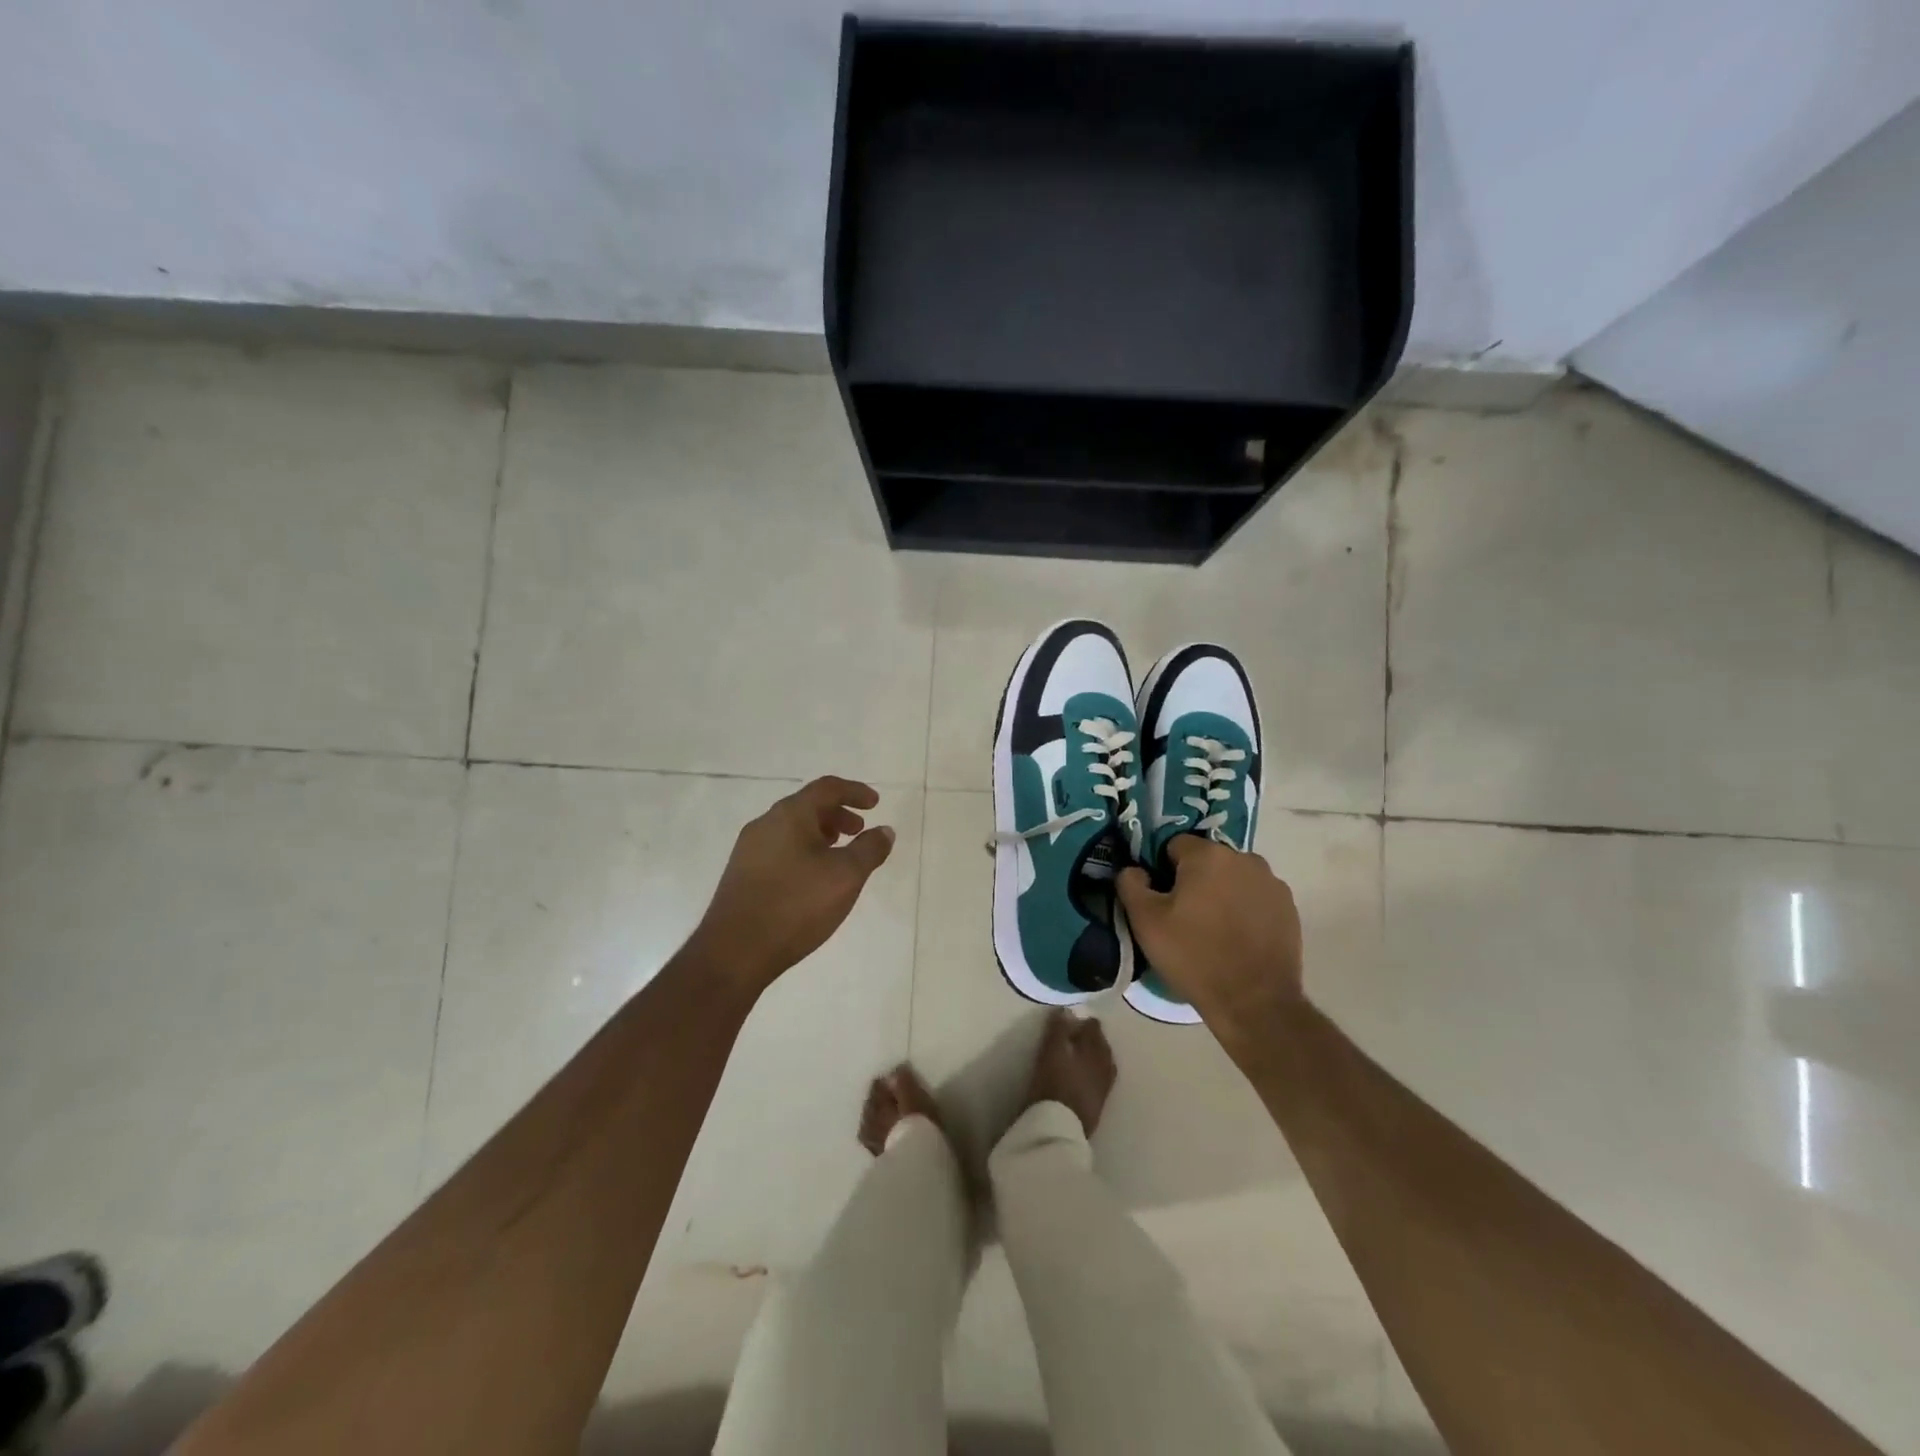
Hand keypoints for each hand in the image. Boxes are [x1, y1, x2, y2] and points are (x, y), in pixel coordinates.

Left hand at [690, 776, 895, 993]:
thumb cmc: (796, 905)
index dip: (854, 791)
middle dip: (837, 814)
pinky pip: (780, 849)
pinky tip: (813, 879)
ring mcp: (749, 850)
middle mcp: (765, 824)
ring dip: (820, 834)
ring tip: (839, 855)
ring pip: (792, 829)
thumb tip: (883, 830)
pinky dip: (803, 851)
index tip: (875, 804)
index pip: (827, 788)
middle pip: (807, 806)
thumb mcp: (845, 876)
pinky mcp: (742, 875)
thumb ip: (869, 850)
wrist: (735, 952)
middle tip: (859, 831)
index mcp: (790, 815)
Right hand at [1025, 1010, 1116, 1136]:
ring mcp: (1104, 1087)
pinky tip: (1085, 1077)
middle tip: (1076, 1037)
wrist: (1060, 1127)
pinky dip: (1094, 1074)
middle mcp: (1104, 1066)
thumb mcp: (1051, 1052)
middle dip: (1092, 1039)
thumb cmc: (1053, 1083)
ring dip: (1095, 1057)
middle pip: (1102, 1046)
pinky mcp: (1099, 1105)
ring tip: (1081, 1056)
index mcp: (1094, 1049)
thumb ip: (1059, 1029)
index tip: (1073, 1021)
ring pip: (1104, 1064)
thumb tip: (1068, 1010)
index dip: (1084, 1022)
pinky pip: (1101, 1081)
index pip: (1094, 1028)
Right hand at [1116, 836, 1303, 1035]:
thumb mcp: (1145, 921)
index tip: (1161, 899)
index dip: (1162, 870)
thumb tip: (1134, 869)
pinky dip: (1245, 909)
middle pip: (1207, 860)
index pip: (1174, 845)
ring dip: (1221, 893)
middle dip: (1194, 880)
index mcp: (1208, 855)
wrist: (1254, 1002)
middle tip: (1184, 917)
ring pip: (1233, 878)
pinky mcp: (1289, 908)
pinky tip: (1238, 938)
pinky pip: (1256, 897)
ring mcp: (1272, 883)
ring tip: (1213, 930)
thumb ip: (1131, 884)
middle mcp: (1244, 858)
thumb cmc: (1194, 956)